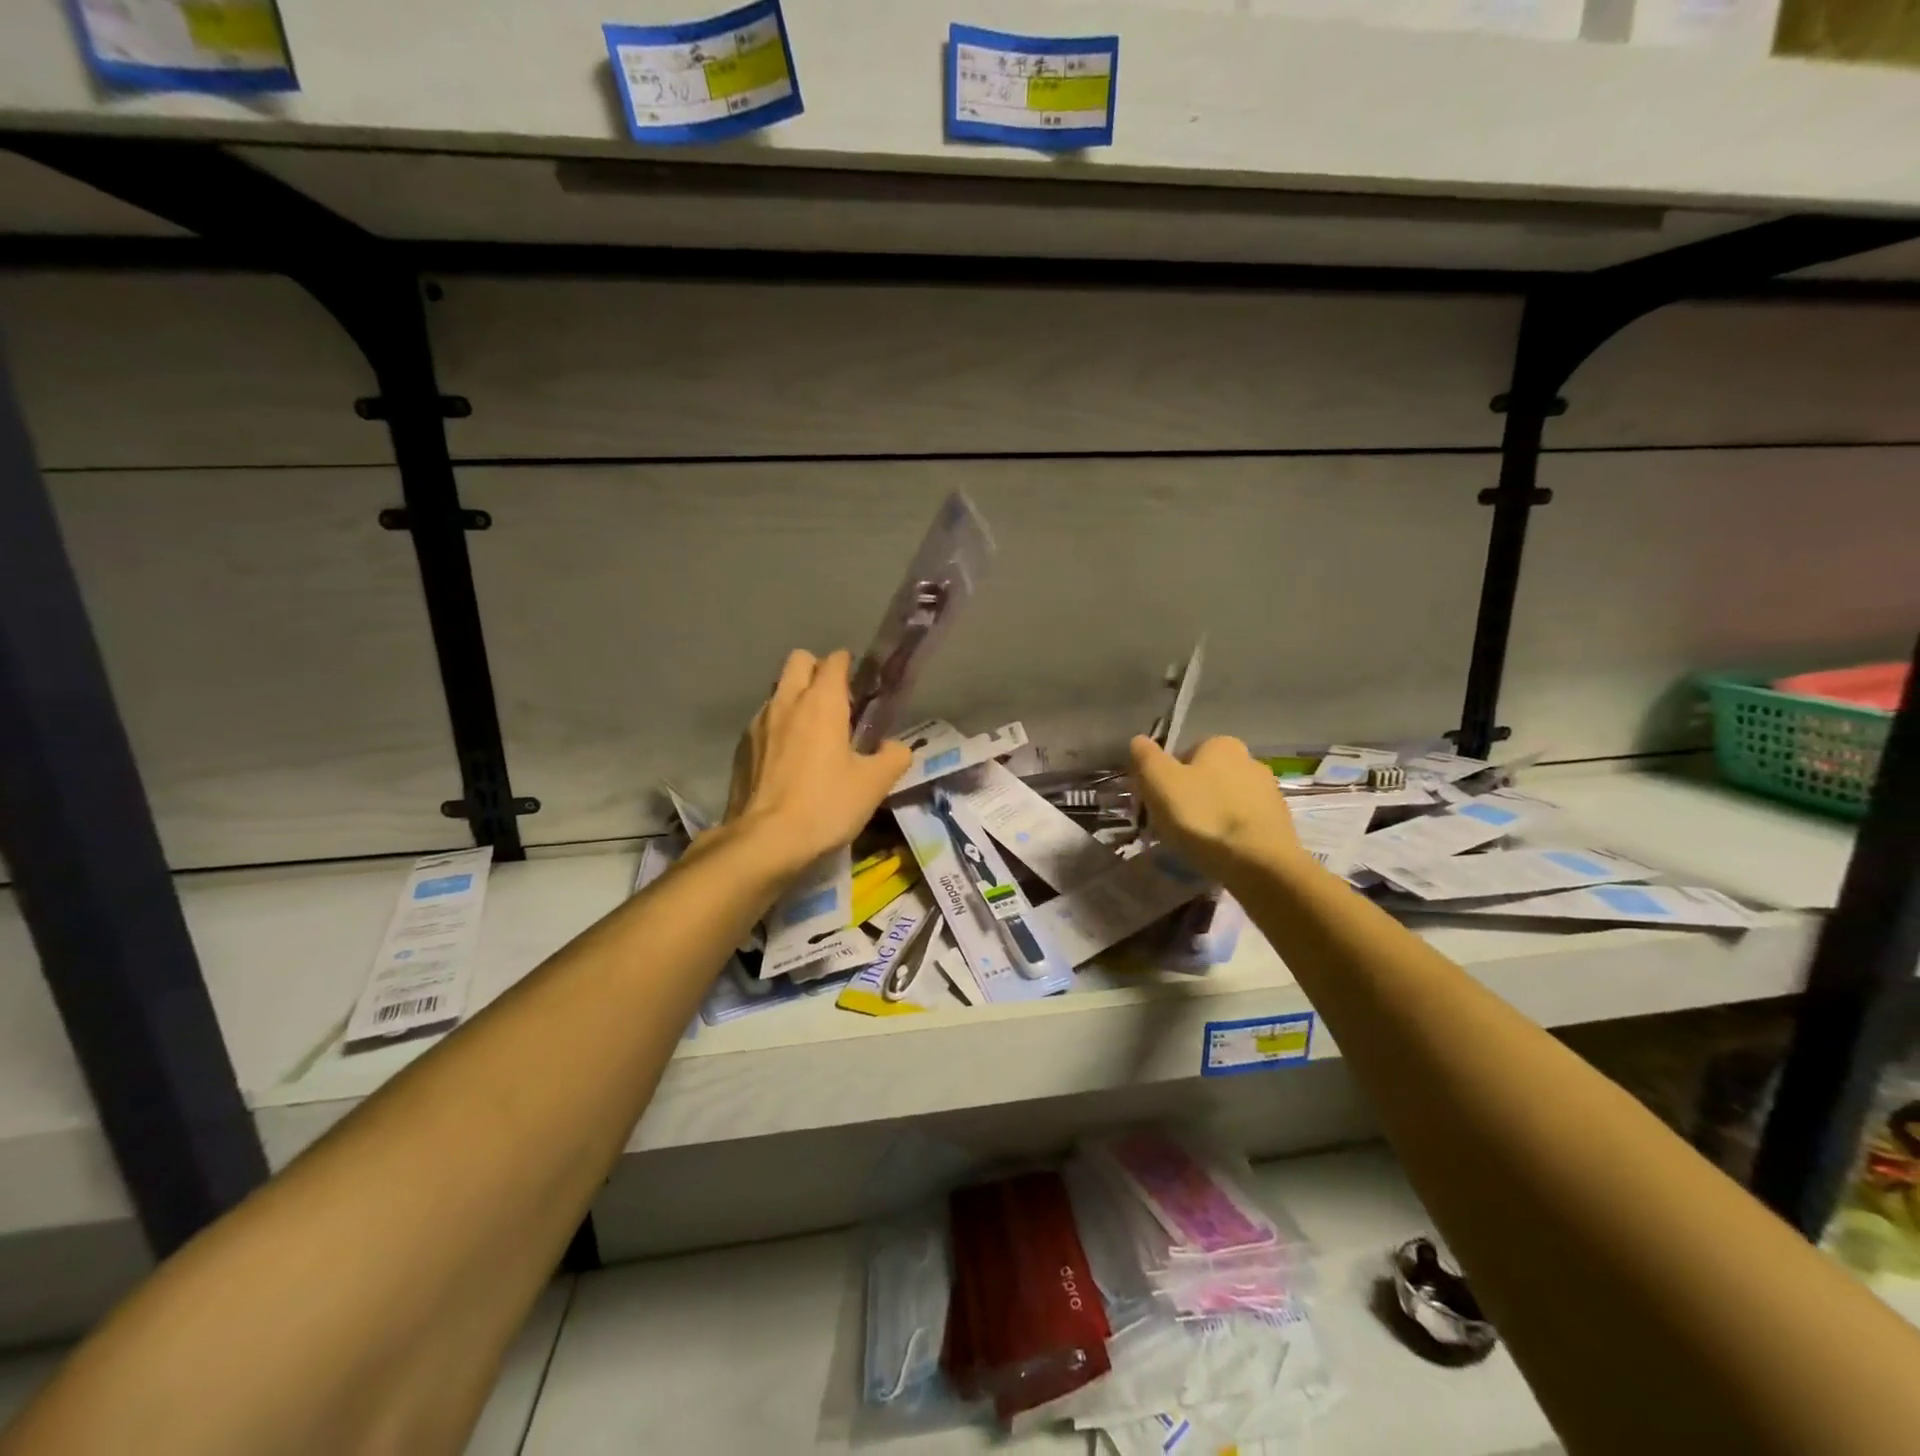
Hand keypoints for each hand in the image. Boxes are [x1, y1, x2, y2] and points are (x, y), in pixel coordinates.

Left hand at [720, 649, 912, 876]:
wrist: (765, 840)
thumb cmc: (826, 805)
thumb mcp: (874, 784)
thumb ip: (894, 757)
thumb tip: (894, 747)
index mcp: (822, 702)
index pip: (834, 661)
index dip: (848, 666)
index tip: (859, 685)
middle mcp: (786, 701)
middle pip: (799, 661)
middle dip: (817, 670)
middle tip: (834, 703)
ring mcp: (758, 722)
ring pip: (778, 690)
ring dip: (794, 698)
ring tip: (810, 733)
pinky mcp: (741, 747)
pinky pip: (763, 721)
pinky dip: (777, 727)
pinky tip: (787, 759)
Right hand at [1129, 734, 1305, 881]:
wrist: (1260, 864)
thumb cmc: (1203, 816)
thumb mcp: (1160, 782)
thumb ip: (1146, 757)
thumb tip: (1139, 740)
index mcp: (1222, 744)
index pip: (1183, 755)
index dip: (1165, 779)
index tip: (1156, 804)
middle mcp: (1250, 760)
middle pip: (1205, 778)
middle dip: (1188, 798)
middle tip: (1171, 826)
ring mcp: (1269, 793)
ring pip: (1224, 802)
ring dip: (1208, 817)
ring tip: (1194, 845)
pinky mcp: (1279, 824)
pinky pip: (1242, 824)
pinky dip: (1228, 835)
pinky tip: (1219, 854)